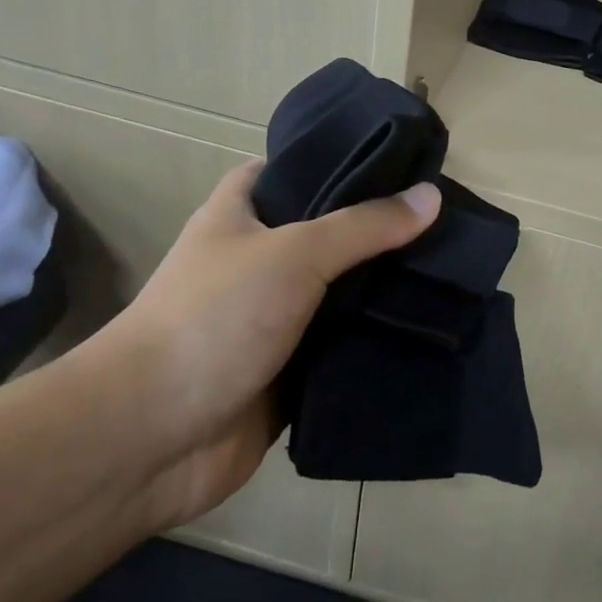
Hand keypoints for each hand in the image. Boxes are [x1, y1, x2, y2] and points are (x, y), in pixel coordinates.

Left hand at [72, 160, 440, 527]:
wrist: (151, 439)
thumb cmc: (214, 319)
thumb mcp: (294, 253)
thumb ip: (364, 226)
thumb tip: (432, 196)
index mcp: (239, 216)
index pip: (290, 170)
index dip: (337, 162)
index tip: (396, 163)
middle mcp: (257, 261)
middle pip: (327, 233)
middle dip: (377, 229)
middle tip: (443, 219)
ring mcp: (272, 319)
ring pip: (340, 292)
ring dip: (383, 288)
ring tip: (450, 267)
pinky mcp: (289, 370)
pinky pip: (342, 345)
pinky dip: (375, 339)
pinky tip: (428, 327)